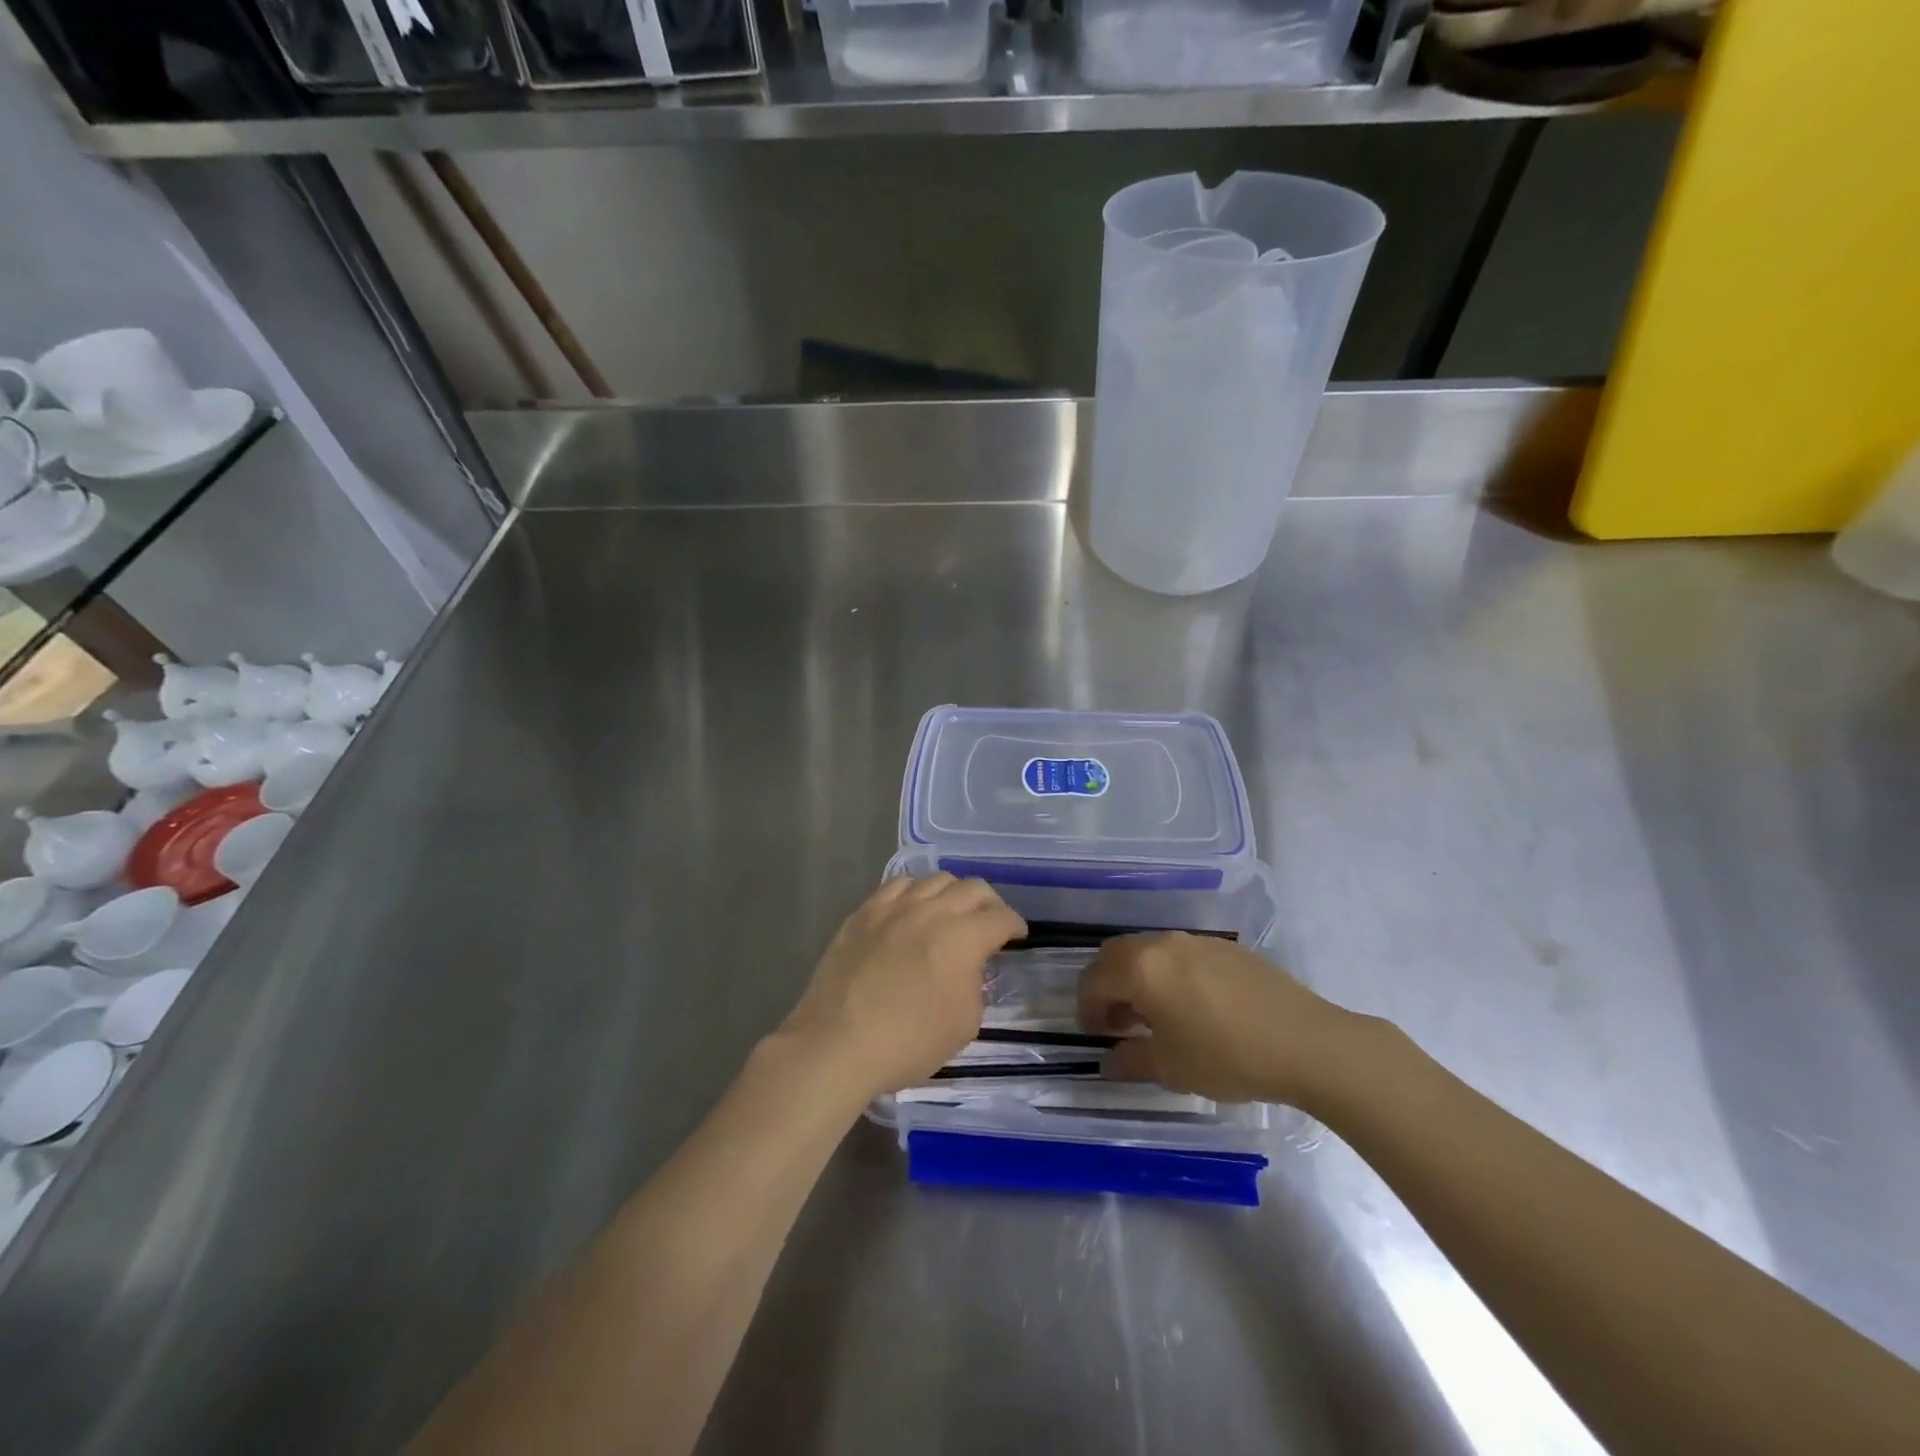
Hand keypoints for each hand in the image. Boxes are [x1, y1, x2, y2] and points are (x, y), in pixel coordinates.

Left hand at [780, 874, 1026, 1098]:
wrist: (837, 1044)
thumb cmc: (908, 1042)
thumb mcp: (964, 1023)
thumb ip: (976, 984)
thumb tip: (970, 966)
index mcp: (963, 937)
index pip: (1001, 917)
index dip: (1015, 925)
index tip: (1016, 936)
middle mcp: (932, 910)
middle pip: (973, 888)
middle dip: (990, 904)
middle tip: (989, 923)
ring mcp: (894, 907)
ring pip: (935, 880)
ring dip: (953, 894)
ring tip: (951, 913)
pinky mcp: (865, 912)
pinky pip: (897, 886)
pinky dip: (915, 892)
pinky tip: (913, 908)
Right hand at [1077, 933, 1363, 1107]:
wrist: (1307, 1043)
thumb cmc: (1227, 1057)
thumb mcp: (1171, 1068)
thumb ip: (1130, 1060)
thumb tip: (1108, 1061)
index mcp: (1141, 968)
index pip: (1094, 980)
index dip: (1086, 1008)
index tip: (1095, 1034)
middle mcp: (1162, 944)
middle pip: (1116, 954)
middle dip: (1107, 985)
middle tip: (1117, 1021)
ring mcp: (1196, 941)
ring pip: (1148, 950)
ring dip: (1137, 977)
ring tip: (1153, 1015)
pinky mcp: (1225, 947)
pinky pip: (1179, 953)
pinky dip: (1167, 973)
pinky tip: (1190, 1005)